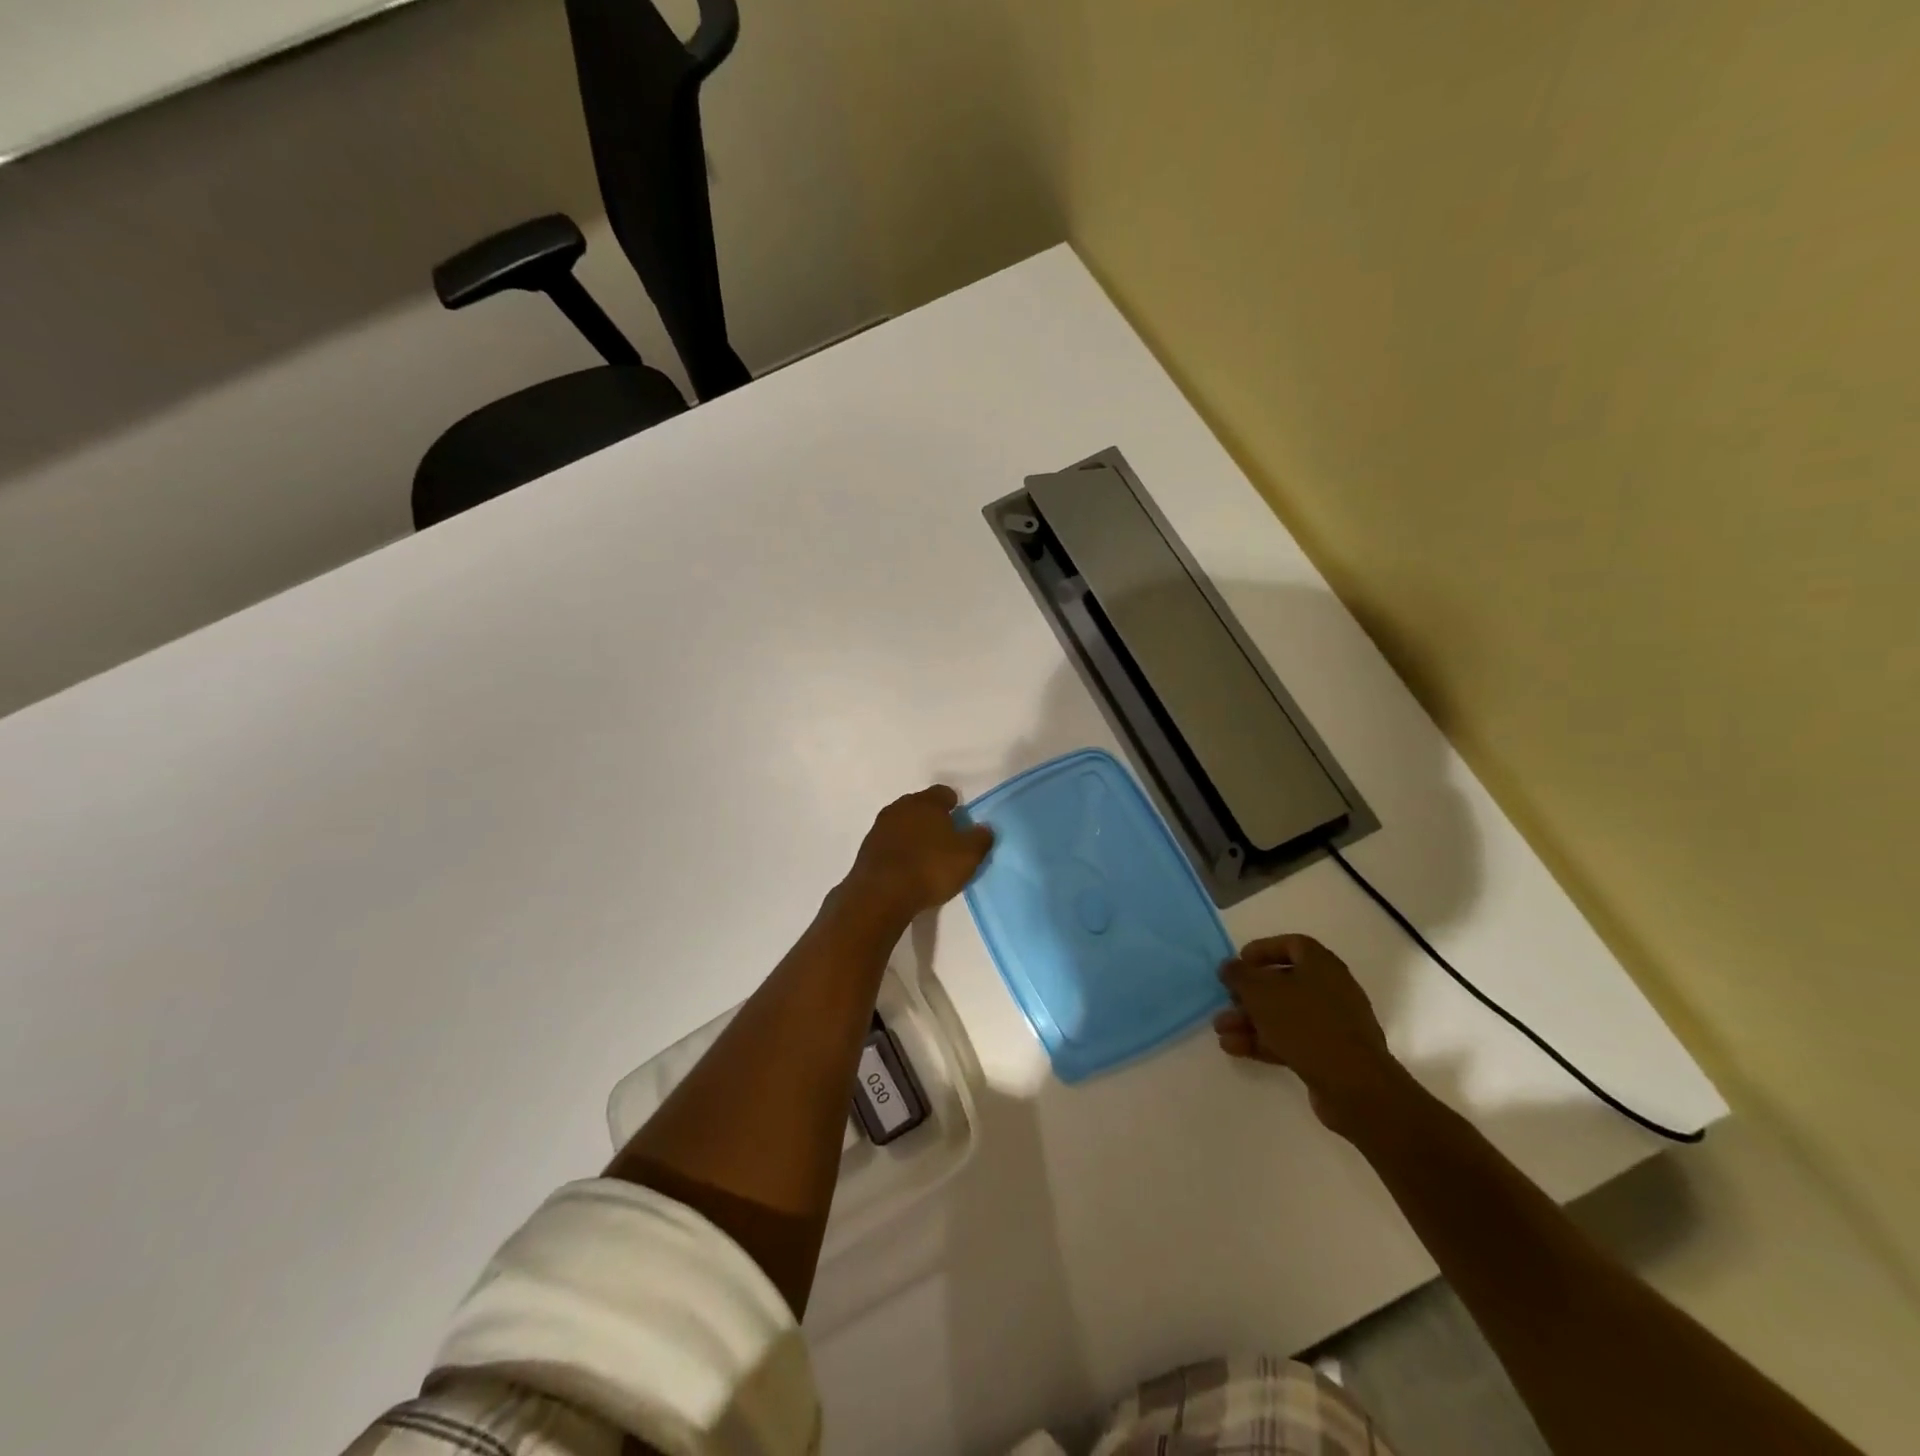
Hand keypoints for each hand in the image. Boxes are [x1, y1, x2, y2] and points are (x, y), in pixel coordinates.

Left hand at [841, 785, 993, 923]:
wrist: (881, 893)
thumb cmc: (930, 868)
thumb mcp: (968, 856)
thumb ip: (980, 838)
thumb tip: (985, 828)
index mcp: (927, 802)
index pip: (943, 792)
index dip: (954, 804)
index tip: (960, 819)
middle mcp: (901, 807)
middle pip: (920, 805)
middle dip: (932, 817)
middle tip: (945, 837)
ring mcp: (880, 827)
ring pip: (902, 823)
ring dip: (913, 834)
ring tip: (925, 854)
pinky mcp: (867, 848)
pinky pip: (889, 842)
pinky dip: (898, 850)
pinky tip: (906, 867)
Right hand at [1214, 934, 1407, 1135]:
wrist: (1353, 1085)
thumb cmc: (1305, 1024)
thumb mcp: (1261, 992)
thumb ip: (1240, 975)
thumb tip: (1229, 966)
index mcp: (1321, 965)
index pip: (1291, 945)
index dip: (1262, 950)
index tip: (1239, 962)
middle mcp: (1330, 990)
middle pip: (1283, 983)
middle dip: (1249, 993)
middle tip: (1226, 1000)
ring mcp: (1331, 1024)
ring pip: (1283, 1014)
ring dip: (1249, 1020)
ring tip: (1221, 1030)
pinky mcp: (1328, 1054)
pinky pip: (1290, 1039)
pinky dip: (1262, 1041)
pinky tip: (1234, 1048)